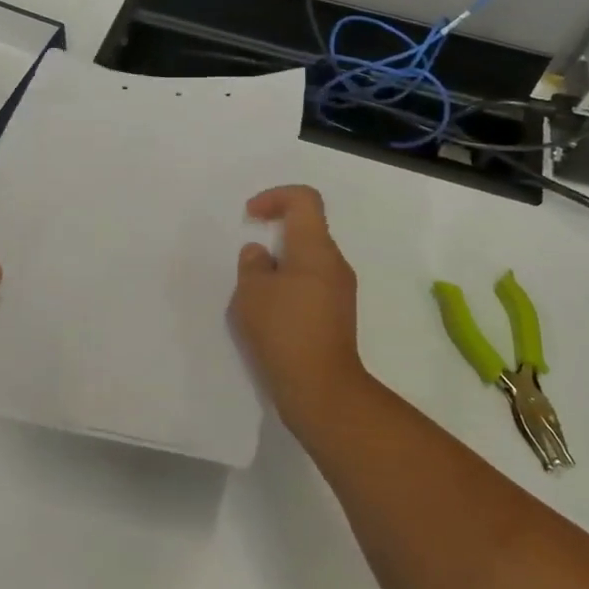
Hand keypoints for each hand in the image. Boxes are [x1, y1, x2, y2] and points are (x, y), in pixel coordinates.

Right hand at [229, 184, 367, 432]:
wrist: (322, 390)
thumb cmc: (284, 331)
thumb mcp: (252, 293)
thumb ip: (252, 264)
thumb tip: (261, 254)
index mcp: (316, 248)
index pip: (304, 199)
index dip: (275, 197)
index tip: (251, 217)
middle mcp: (334, 263)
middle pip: (306, 230)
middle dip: (274, 237)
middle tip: (249, 263)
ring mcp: (340, 291)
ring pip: (307, 261)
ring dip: (279, 267)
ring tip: (255, 295)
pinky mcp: (338, 316)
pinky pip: (311, 286)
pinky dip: (289, 289)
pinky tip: (269, 317)